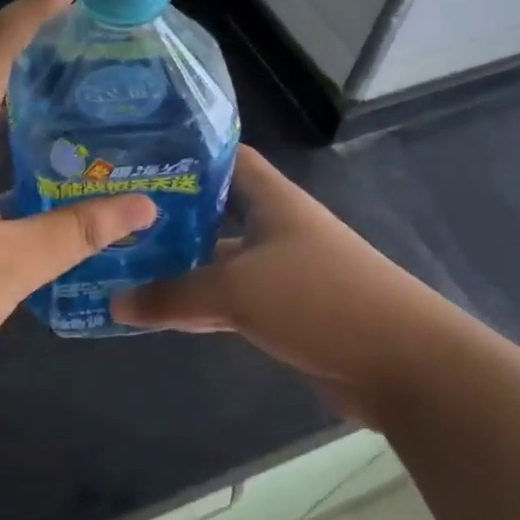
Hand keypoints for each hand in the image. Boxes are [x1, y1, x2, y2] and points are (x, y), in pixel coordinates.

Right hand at [112, 145, 466, 424]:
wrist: (404, 364)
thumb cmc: (318, 299)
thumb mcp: (236, 290)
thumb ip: (174, 294)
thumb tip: (115, 302)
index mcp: (271, 200)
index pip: (225, 158)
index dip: (185, 154)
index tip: (137, 160)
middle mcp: (276, 227)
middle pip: (215, 210)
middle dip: (170, 215)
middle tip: (115, 218)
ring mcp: (282, 271)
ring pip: (219, 259)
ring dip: (181, 265)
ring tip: (124, 263)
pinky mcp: (286, 311)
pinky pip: (230, 299)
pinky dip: (199, 305)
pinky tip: (160, 313)